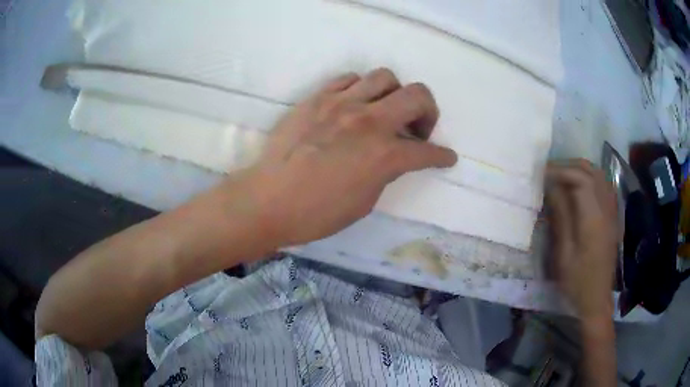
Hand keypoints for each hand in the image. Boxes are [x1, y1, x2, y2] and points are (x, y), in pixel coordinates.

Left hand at [246, 68, 456, 245]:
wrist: (268, 200)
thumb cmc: (317, 213)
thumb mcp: (365, 201)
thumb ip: (385, 172)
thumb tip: (392, 157)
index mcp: (384, 155)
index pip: (427, 152)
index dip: (442, 156)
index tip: (446, 158)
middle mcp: (369, 121)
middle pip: (418, 94)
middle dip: (429, 111)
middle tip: (418, 128)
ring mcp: (342, 103)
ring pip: (385, 77)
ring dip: (395, 93)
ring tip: (385, 111)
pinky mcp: (318, 97)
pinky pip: (349, 79)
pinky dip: (361, 89)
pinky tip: (355, 104)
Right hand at [546, 159, 618, 318]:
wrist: (596, 298)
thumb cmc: (577, 281)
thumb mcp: (563, 254)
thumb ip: (560, 217)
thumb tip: (551, 187)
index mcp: (594, 219)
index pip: (580, 179)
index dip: (561, 171)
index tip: (542, 174)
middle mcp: (606, 209)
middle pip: (591, 172)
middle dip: (569, 166)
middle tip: (550, 172)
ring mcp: (612, 212)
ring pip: (599, 176)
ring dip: (580, 170)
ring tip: (562, 176)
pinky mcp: (612, 217)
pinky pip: (604, 186)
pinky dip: (590, 179)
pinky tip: (579, 188)